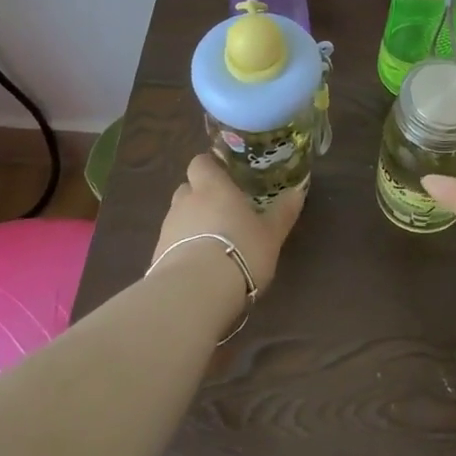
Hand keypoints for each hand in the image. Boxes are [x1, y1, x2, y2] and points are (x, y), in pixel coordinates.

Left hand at [151, 154, 306, 293]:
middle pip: (187, 188)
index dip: (210, 167)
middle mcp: (185, 202)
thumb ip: (283, 211)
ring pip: (178, 217)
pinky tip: (200, 267)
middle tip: (223, 210)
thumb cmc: (240, 250)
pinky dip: (183, 249)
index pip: (201, 163)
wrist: (196, 293)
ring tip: (214, 243)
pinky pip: (171, 244)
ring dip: (192, 224)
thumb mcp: (271, 233)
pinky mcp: (156, 257)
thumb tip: (298, 191)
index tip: (225, 176)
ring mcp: (167, 229)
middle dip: (201, 196)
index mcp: (212, 187)